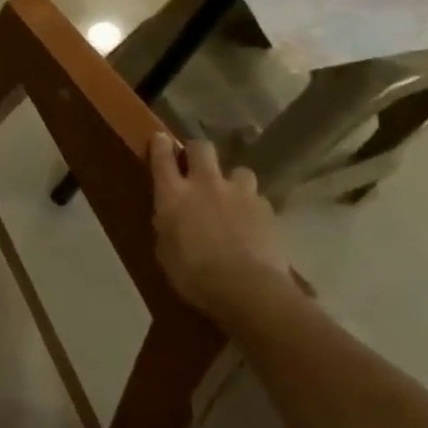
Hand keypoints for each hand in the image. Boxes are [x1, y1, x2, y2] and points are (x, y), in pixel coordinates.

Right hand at [149, 134, 292, 316]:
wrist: (247, 289)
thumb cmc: (193, 274)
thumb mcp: (165, 251)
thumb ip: (168, 226)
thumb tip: (173, 218)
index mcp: (173, 195)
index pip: (162, 158)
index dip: (160, 145)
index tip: (160, 138)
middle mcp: (205, 184)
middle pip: (202, 148)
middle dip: (198, 151)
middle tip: (196, 164)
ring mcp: (240, 194)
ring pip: (238, 170)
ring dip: (232, 180)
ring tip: (232, 197)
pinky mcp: (267, 209)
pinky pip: (257, 198)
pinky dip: (252, 206)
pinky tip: (251, 223)